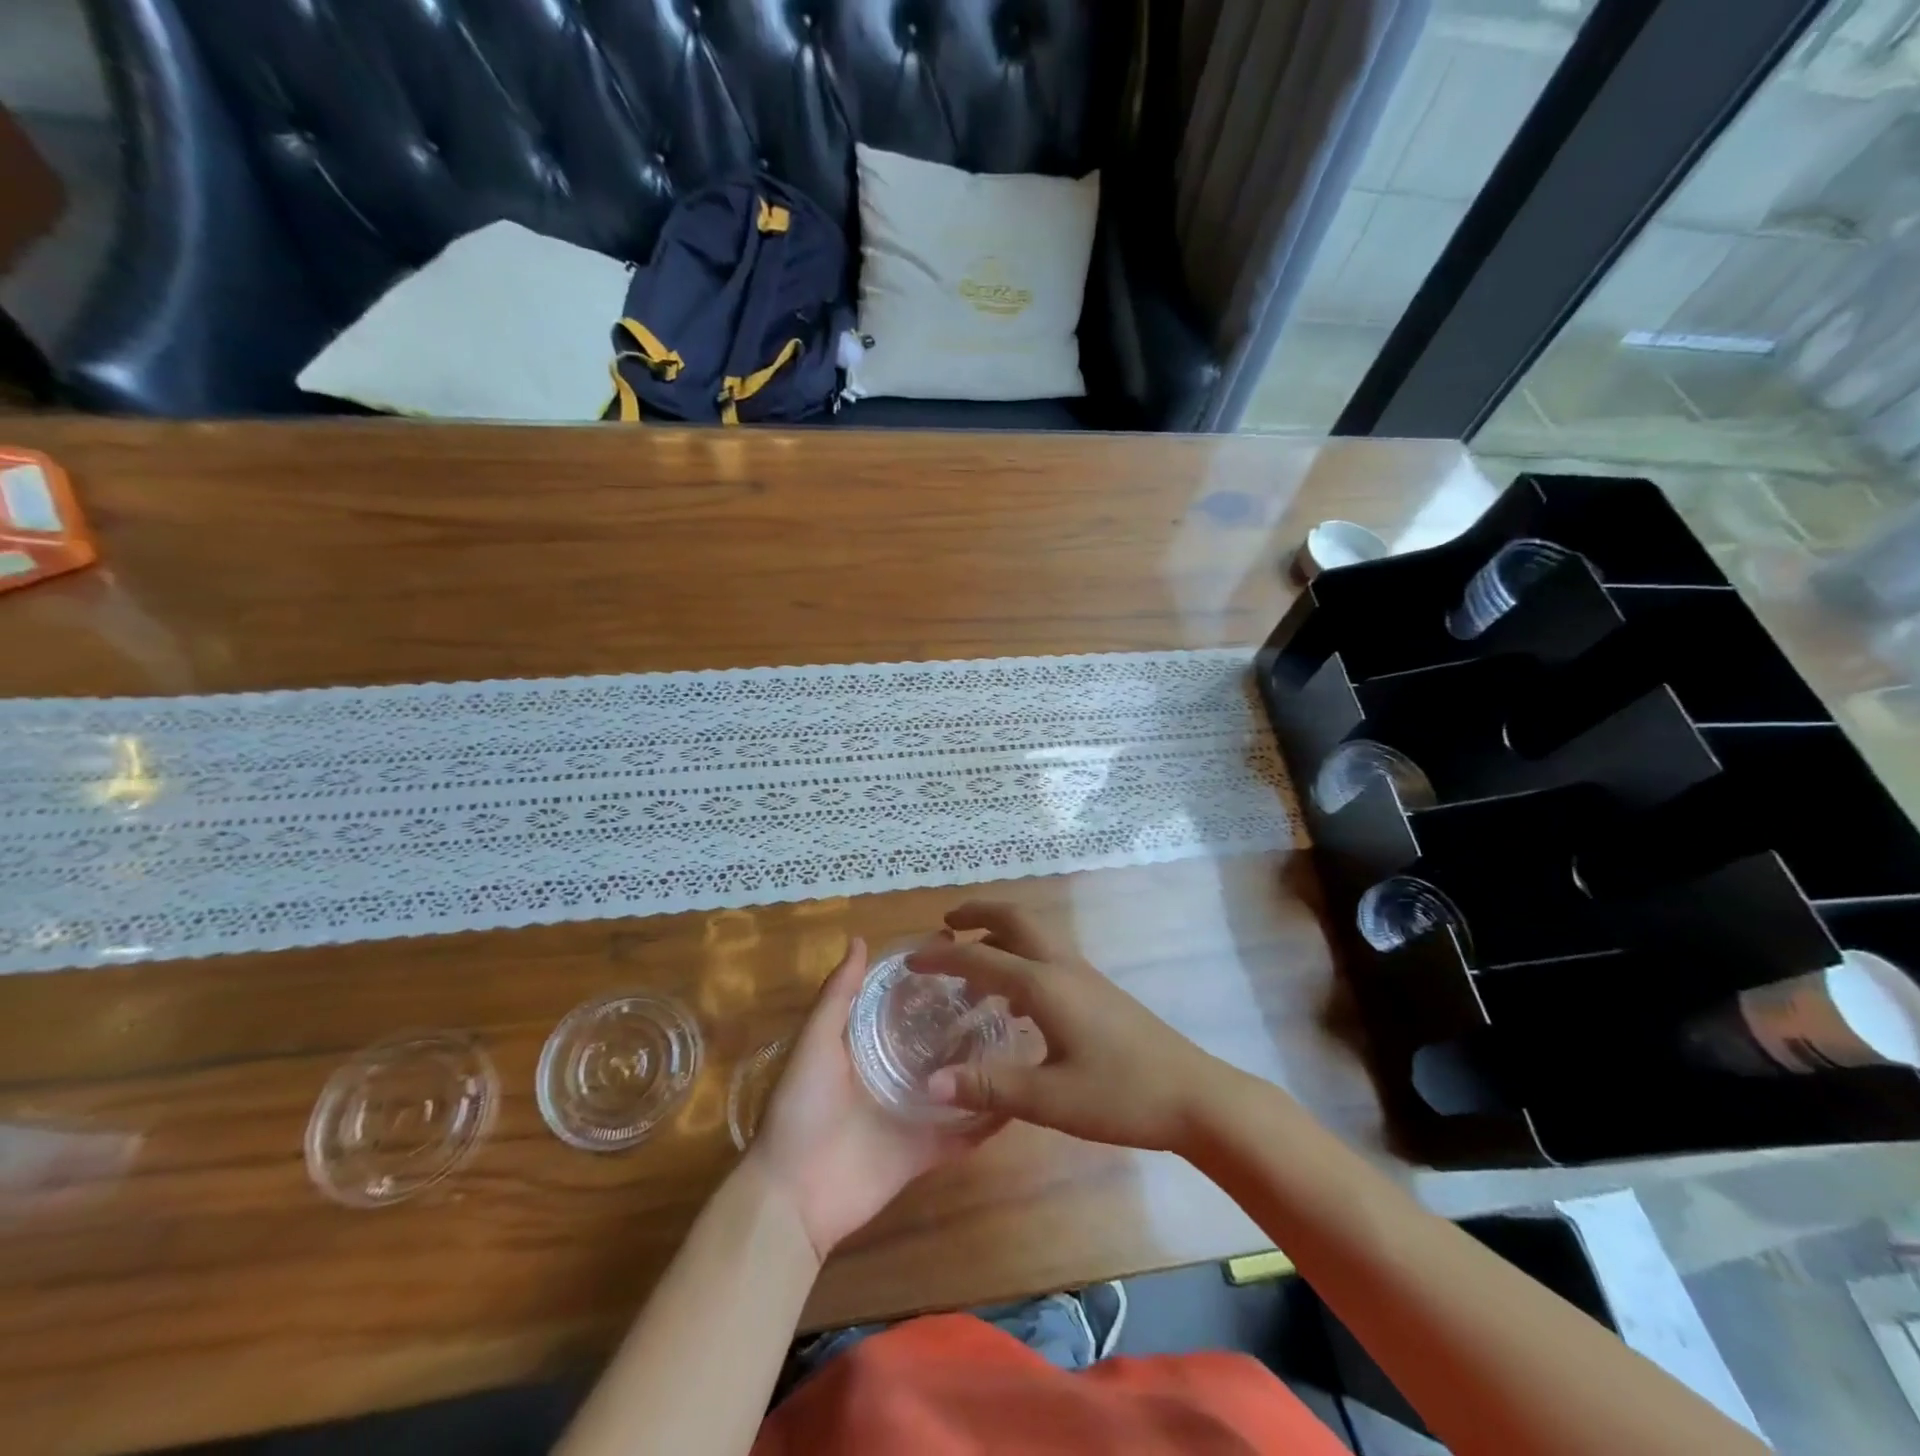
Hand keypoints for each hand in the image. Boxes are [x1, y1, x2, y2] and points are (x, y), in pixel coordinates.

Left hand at [745, 937, 1000, 1260]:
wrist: (792, 1196)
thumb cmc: (801, 1108)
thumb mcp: (815, 1042)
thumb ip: (838, 995)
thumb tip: (859, 939)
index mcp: (866, 1046)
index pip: (905, 1002)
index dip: (930, 978)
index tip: (963, 948)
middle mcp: (893, 1074)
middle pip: (937, 1041)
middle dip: (965, 1018)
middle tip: (1007, 991)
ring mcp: (912, 1114)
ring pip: (956, 1083)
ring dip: (983, 1066)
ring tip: (1024, 1035)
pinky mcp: (925, 1152)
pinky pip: (963, 1135)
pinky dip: (988, 1122)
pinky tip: (1020, 1100)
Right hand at [910, 902, 1237, 1152]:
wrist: (1194, 1096)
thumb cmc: (1120, 1096)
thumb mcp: (1049, 1100)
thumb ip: (989, 1088)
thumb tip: (931, 1084)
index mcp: (1044, 986)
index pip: (981, 957)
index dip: (942, 957)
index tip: (910, 960)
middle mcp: (1062, 967)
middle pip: (1015, 918)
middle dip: (978, 912)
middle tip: (946, 922)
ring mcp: (1084, 975)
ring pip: (1034, 934)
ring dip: (999, 934)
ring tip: (972, 962)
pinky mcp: (1097, 990)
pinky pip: (1048, 955)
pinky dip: (1020, 957)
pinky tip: (1015, 1002)